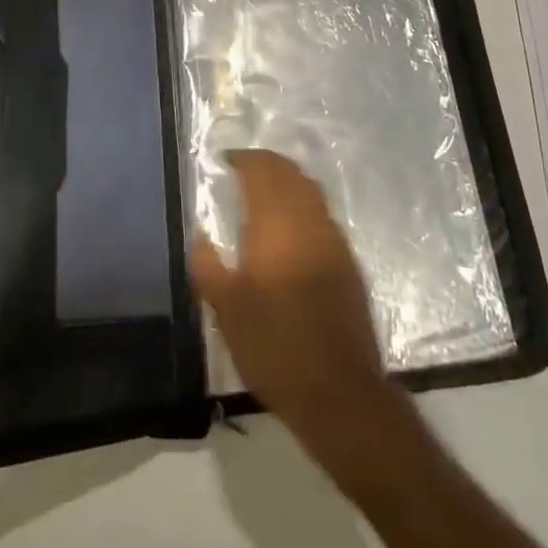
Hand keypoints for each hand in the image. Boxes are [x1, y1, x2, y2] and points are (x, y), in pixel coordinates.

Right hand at [190, 150, 409, 469]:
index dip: (244, 160)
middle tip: (243, 169)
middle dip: (267, 165)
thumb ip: (207, 265)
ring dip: (288, 181)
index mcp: (276, 225)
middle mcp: (309, 221)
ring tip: (265, 190)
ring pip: (311, 191)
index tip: (226, 161)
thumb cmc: (272, 346)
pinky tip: (291, 225)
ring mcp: (334, 239)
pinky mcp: (348, 260)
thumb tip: (199, 232)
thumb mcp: (226, 309)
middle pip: (290, 174)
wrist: (336, 387)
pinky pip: (323, 214)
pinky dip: (304, 204)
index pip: (263, 172)